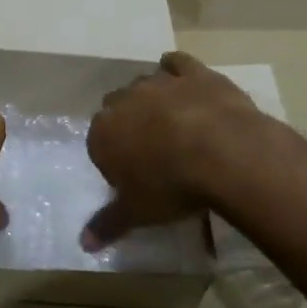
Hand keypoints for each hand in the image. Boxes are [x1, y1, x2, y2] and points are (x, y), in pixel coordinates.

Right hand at [83, 51, 264, 248]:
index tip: (130, 175)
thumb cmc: (171, 187)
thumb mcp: (137, 213)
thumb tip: (83, 244)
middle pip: (116, 108)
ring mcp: (159, 83)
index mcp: (103, 133)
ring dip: (151, 99)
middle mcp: (124, 101)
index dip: (113, 158)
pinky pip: (177, 63)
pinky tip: (182, 79)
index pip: (98, 142)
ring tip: (171, 121)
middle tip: (150, 150)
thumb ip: (108, 224)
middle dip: (128, 124)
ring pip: (144, 84)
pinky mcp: (193, 73)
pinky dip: (176, 69)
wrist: (222, 153)